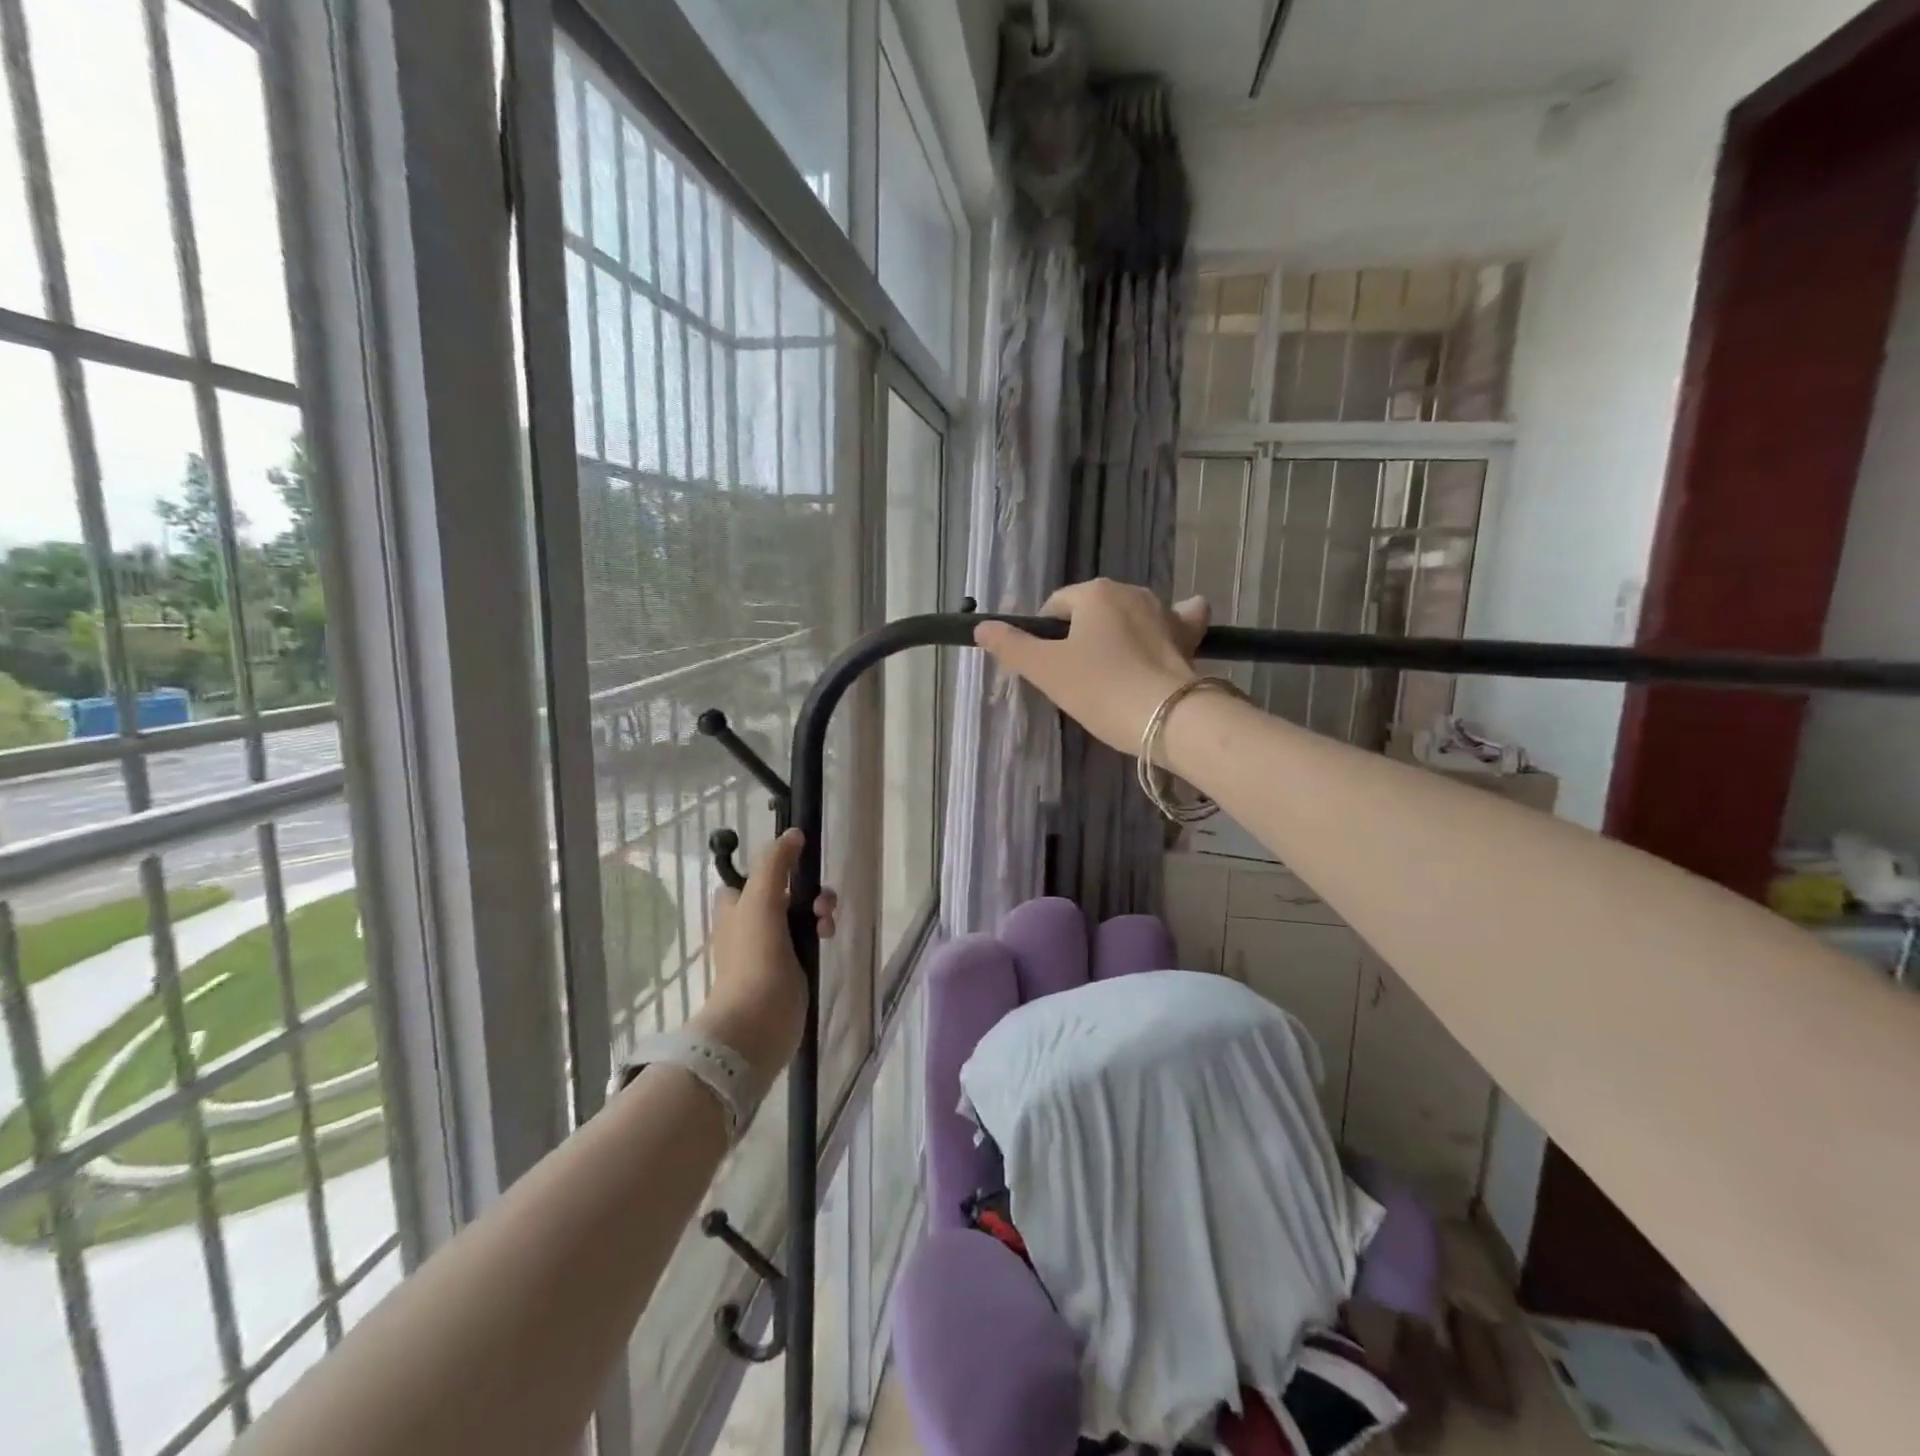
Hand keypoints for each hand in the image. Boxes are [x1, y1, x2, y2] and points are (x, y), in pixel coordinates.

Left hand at [695, 829, 837, 1089]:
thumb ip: (775, 863)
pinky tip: (828, 937)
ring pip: (800, 915)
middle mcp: (750, 925)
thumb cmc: (754, 956)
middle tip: (822, 899)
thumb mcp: (761, 899)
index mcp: (734, 908)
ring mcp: (770, 949)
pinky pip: (807, 939)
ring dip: (819, 910)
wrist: (758, 1020)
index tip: (797, 865)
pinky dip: (819, 933)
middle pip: (783, 893)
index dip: (773, 868)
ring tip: (828, 921)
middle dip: (808, 890)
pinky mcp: (789, 969)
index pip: (750, 877)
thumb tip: (793, 834)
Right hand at [974, 579, 1209, 755]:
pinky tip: (1167, 636)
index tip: (1048, 669)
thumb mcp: (1046, 670)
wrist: (1169, 717)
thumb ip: (1012, 646)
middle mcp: (1130, 591)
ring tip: (1113, 670)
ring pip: (1130, 614)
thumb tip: (981, 627)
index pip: (1055, 606)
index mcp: (1094, 593)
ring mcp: (1164, 610)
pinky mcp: (1189, 634)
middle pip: (1092, 610)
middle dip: (1082, 635)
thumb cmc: (1100, 690)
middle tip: (1078, 677)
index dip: (1045, 636)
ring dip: (1119, 632)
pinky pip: (1178, 619)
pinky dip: (1170, 625)